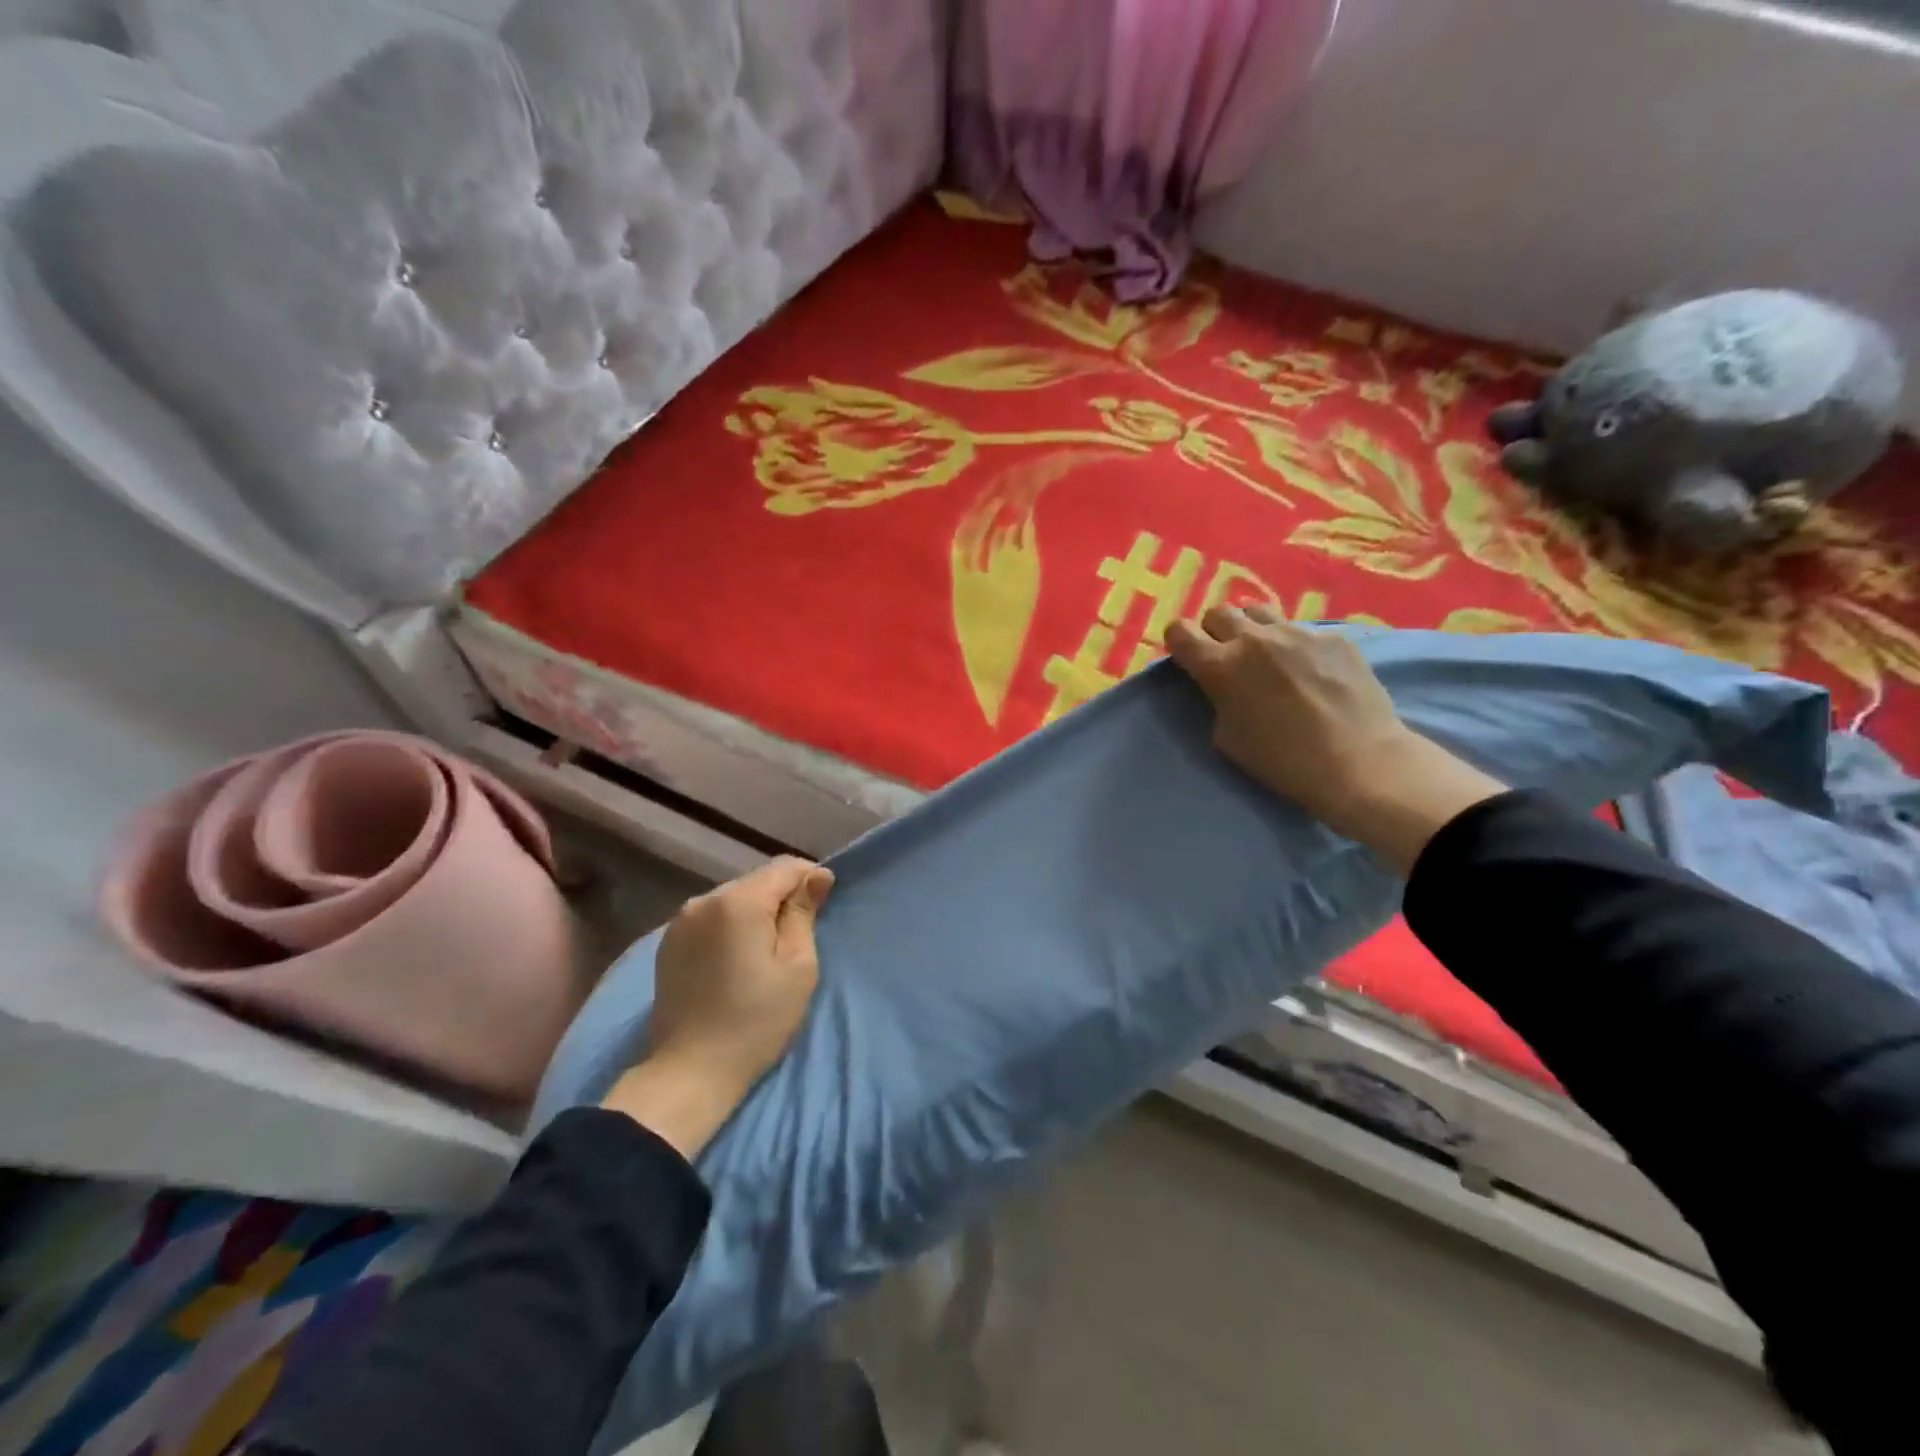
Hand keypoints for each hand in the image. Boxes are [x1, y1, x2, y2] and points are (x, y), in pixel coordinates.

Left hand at [602, 857, 833, 1156]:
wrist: (690, 1073)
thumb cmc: (756, 1020)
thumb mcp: (797, 967)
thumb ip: (804, 913)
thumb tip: (818, 875)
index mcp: (738, 901)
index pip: (785, 867)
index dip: (810, 879)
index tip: (823, 907)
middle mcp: (704, 899)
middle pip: (757, 881)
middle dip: (781, 897)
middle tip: (798, 935)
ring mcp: (680, 921)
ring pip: (733, 899)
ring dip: (755, 912)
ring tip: (767, 949)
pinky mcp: (669, 943)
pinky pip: (711, 918)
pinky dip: (730, 927)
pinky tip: (736, 958)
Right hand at [1166, 607, 1505, 871]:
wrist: (1358, 762)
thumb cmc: (1282, 761)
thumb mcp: (1227, 737)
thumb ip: (1217, 699)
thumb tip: (1223, 685)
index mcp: (1220, 666)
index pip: (1180, 631)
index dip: (1179, 642)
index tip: (1188, 658)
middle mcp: (1254, 639)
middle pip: (1219, 612)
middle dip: (1216, 632)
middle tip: (1228, 657)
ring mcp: (1297, 632)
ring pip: (1259, 612)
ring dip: (1253, 630)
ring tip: (1268, 657)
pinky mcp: (1333, 637)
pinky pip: (1302, 631)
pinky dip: (1296, 647)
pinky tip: (1313, 673)